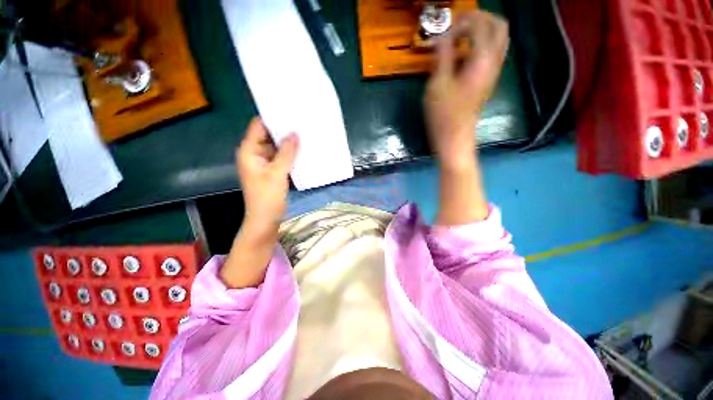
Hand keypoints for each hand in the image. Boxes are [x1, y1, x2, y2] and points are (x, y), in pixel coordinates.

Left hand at [236, 118, 298, 229]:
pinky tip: (303, 150)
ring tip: (305, 134)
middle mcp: (255, 153)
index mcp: (249, 151)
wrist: (265, 219)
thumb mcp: (277, 173)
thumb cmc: (267, 197)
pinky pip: (282, 157)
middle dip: (284, 130)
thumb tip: (295, 133)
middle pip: (269, 136)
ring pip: (277, 147)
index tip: (290, 111)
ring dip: (289, 143)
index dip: (273, 118)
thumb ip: (286, 153)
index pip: (259, 126)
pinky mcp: (273, 170)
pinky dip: (290, 154)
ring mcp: (265, 162)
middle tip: (302, 122)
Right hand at [424, 11, 508, 169]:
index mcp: (482, 59)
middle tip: (459, 24)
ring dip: (482, 30)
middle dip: (480, 18)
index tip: (444, 32)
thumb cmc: (444, 115)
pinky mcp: (488, 81)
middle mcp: (494, 61)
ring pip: (499, 38)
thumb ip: (442, 56)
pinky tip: (463, 54)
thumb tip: (442, 36)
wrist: (455, 139)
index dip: (461, 22)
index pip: (479, 24)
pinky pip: (492, 53)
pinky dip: (481, 44)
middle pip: (499, 25)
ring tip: (461, 36)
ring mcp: (493, 72)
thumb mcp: (438, 84)